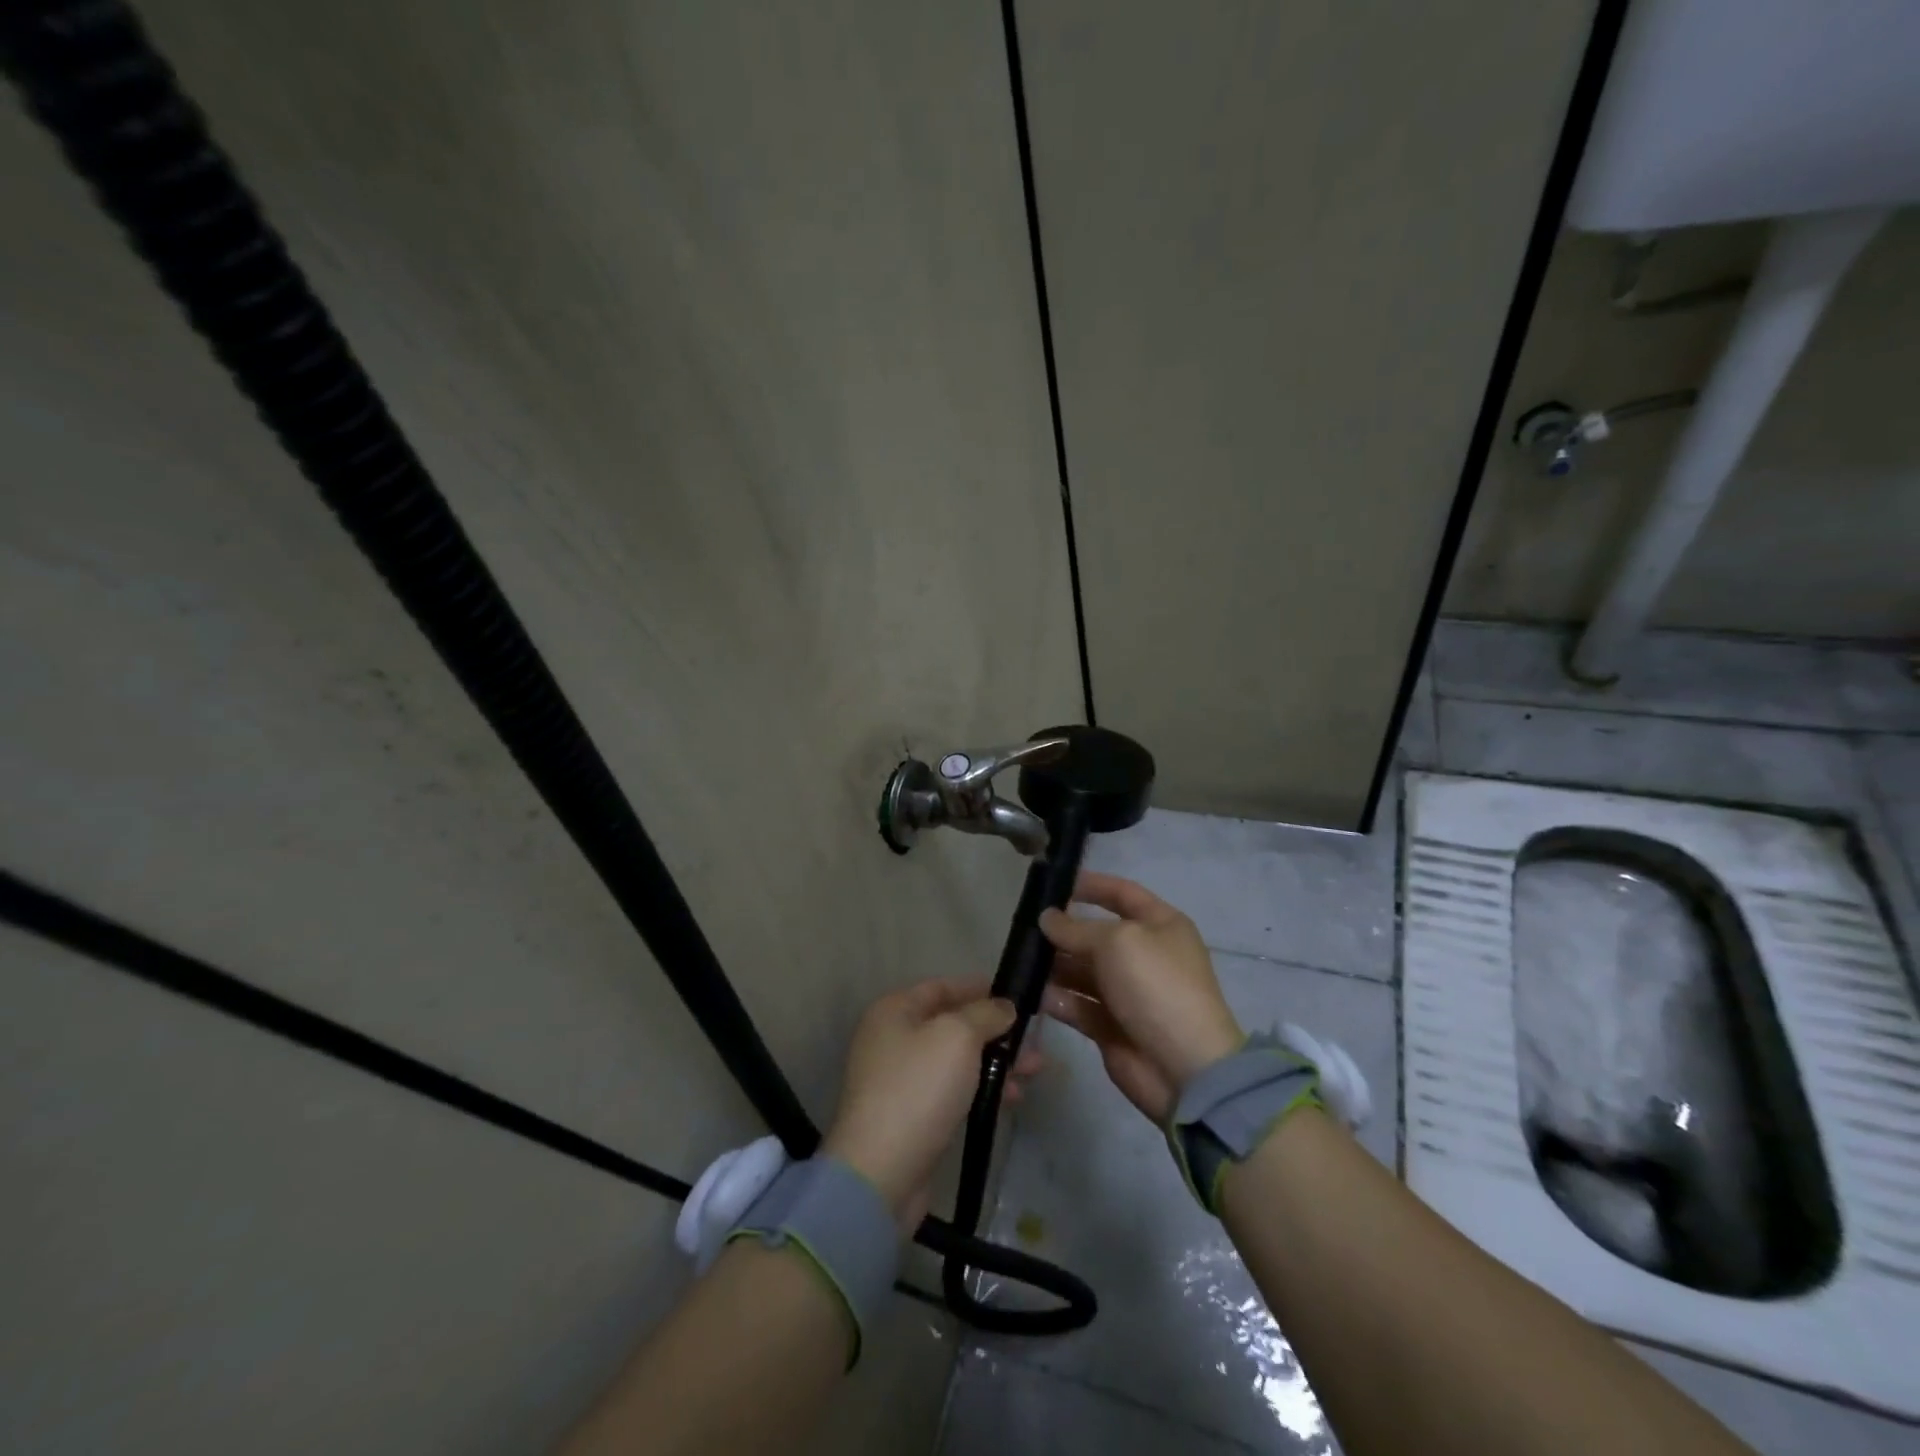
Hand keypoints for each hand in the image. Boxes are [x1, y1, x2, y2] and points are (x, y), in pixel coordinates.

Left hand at [823, 978, 1040, 1229]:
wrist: (881, 1173)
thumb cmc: (918, 1088)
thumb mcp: (958, 1037)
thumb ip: (985, 1014)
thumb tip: (1004, 1007)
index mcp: (894, 1010)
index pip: (942, 987)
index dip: (980, 988)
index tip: (1016, 996)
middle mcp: (893, 1039)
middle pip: (952, 1025)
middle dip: (995, 1032)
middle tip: (1033, 1041)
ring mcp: (900, 1080)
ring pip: (956, 1060)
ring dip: (994, 1062)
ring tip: (1032, 1072)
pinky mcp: (911, 1116)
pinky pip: (952, 1090)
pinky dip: (980, 1089)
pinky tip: (1009, 1099)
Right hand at [1039, 872, 1242, 1122]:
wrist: (1184, 1068)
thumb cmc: (1156, 987)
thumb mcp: (1117, 943)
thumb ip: (1076, 928)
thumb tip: (1047, 918)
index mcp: (1159, 925)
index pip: (1121, 893)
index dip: (1090, 885)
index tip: (1052, 883)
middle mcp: (1143, 954)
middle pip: (1095, 933)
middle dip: (1062, 930)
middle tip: (1023, 929)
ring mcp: (1126, 991)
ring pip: (1081, 970)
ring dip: (1053, 965)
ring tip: (1021, 961)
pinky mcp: (1110, 1025)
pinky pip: (1077, 1004)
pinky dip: (1056, 998)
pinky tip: (1032, 994)